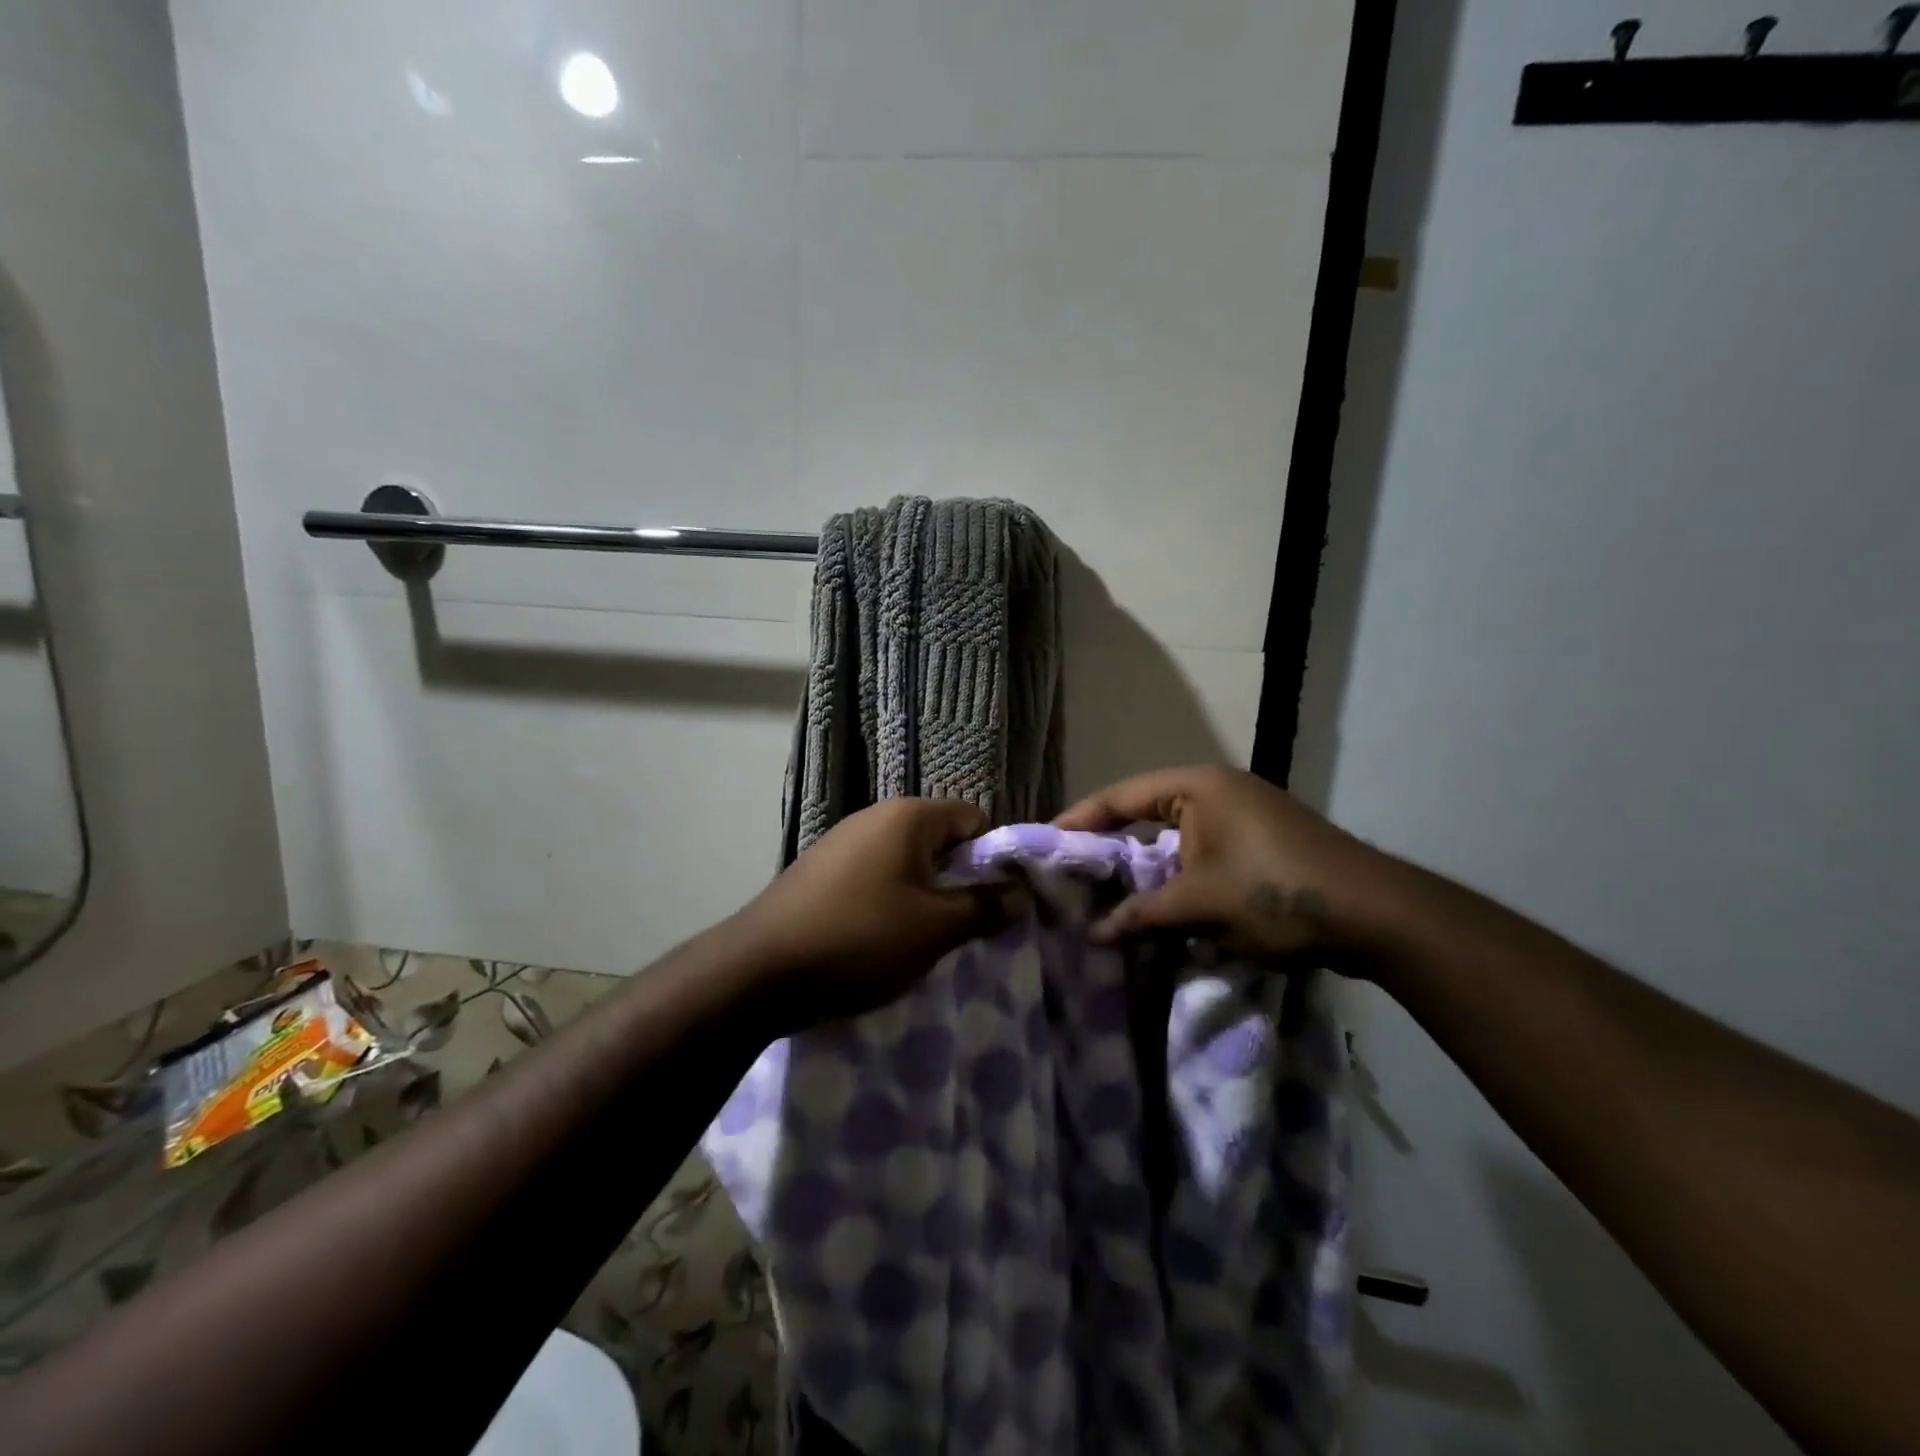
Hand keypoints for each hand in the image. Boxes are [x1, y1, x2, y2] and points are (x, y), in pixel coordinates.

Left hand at [735, 798, 1005, 1026]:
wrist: (758, 972)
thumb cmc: (860, 939)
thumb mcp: (935, 928)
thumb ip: (984, 907)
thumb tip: (1020, 894)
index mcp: (907, 816)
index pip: (973, 818)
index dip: (993, 857)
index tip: (997, 900)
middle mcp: (874, 817)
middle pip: (939, 839)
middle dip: (959, 880)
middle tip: (966, 926)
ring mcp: (842, 842)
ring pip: (906, 861)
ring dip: (925, 895)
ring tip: (924, 940)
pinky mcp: (820, 871)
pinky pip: (875, 877)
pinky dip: (890, 902)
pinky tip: (881, 940)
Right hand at [1055, 765, 1392, 964]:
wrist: (1376, 916)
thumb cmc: (1276, 894)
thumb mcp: (1200, 905)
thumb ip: (1142, 915)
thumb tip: (1093, 934)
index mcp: (1199, 787)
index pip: (1122, 795)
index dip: (1082, 819)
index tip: (1048, 841)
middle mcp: (1218, 791)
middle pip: (1146, 813)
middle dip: (1111, 845)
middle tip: (1073, 870)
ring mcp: (1243, 816)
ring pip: (1175, 838)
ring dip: (1145, 866)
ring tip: (1107, 892)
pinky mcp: (1260, 843)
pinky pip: (1201, 852)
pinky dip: (1177, 875)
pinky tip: (1159, 903)